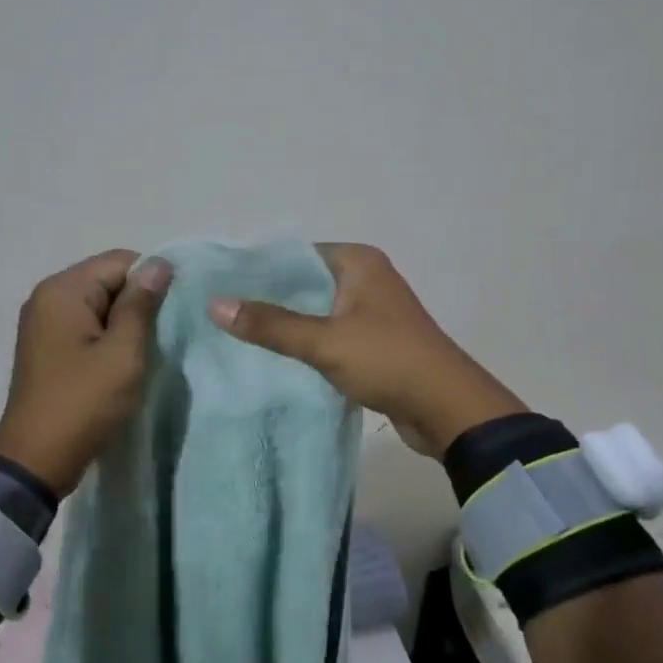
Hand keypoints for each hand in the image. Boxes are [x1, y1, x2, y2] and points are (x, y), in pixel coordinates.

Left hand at [0, 249, 172, 495]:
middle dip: (137, 302)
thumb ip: (141, 305)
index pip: (120, 261)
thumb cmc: (83, 402)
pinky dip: (107, 337)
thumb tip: (159, 264)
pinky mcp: (47, 346)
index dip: (152, 280)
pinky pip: (86, 326)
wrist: (36, 459)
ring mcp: (44, 322)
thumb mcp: (122, 353)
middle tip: (162, 336)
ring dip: (124, 322)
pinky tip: (122, 362)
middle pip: (107, 279)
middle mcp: (48, 297)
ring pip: (99, 305)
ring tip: (144, 351)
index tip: (174, 312)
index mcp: (63, 290)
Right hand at [207, 243, 524, 455]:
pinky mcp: (372, 342)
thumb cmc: (387, 360)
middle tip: (220, 312)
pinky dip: (305, 344)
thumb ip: (270, 324)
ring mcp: (371, 312)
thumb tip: (215, 305)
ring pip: (315, 312)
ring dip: (285, 325)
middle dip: (268, 299)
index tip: (220, 284)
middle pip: (304, 283)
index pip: (297, 253)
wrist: (447, 408)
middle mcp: (366, 279)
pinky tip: (272, 358)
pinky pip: (328, 335)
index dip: (259, 268)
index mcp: (358, 262)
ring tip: (236, 334)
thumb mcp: (324, 341)